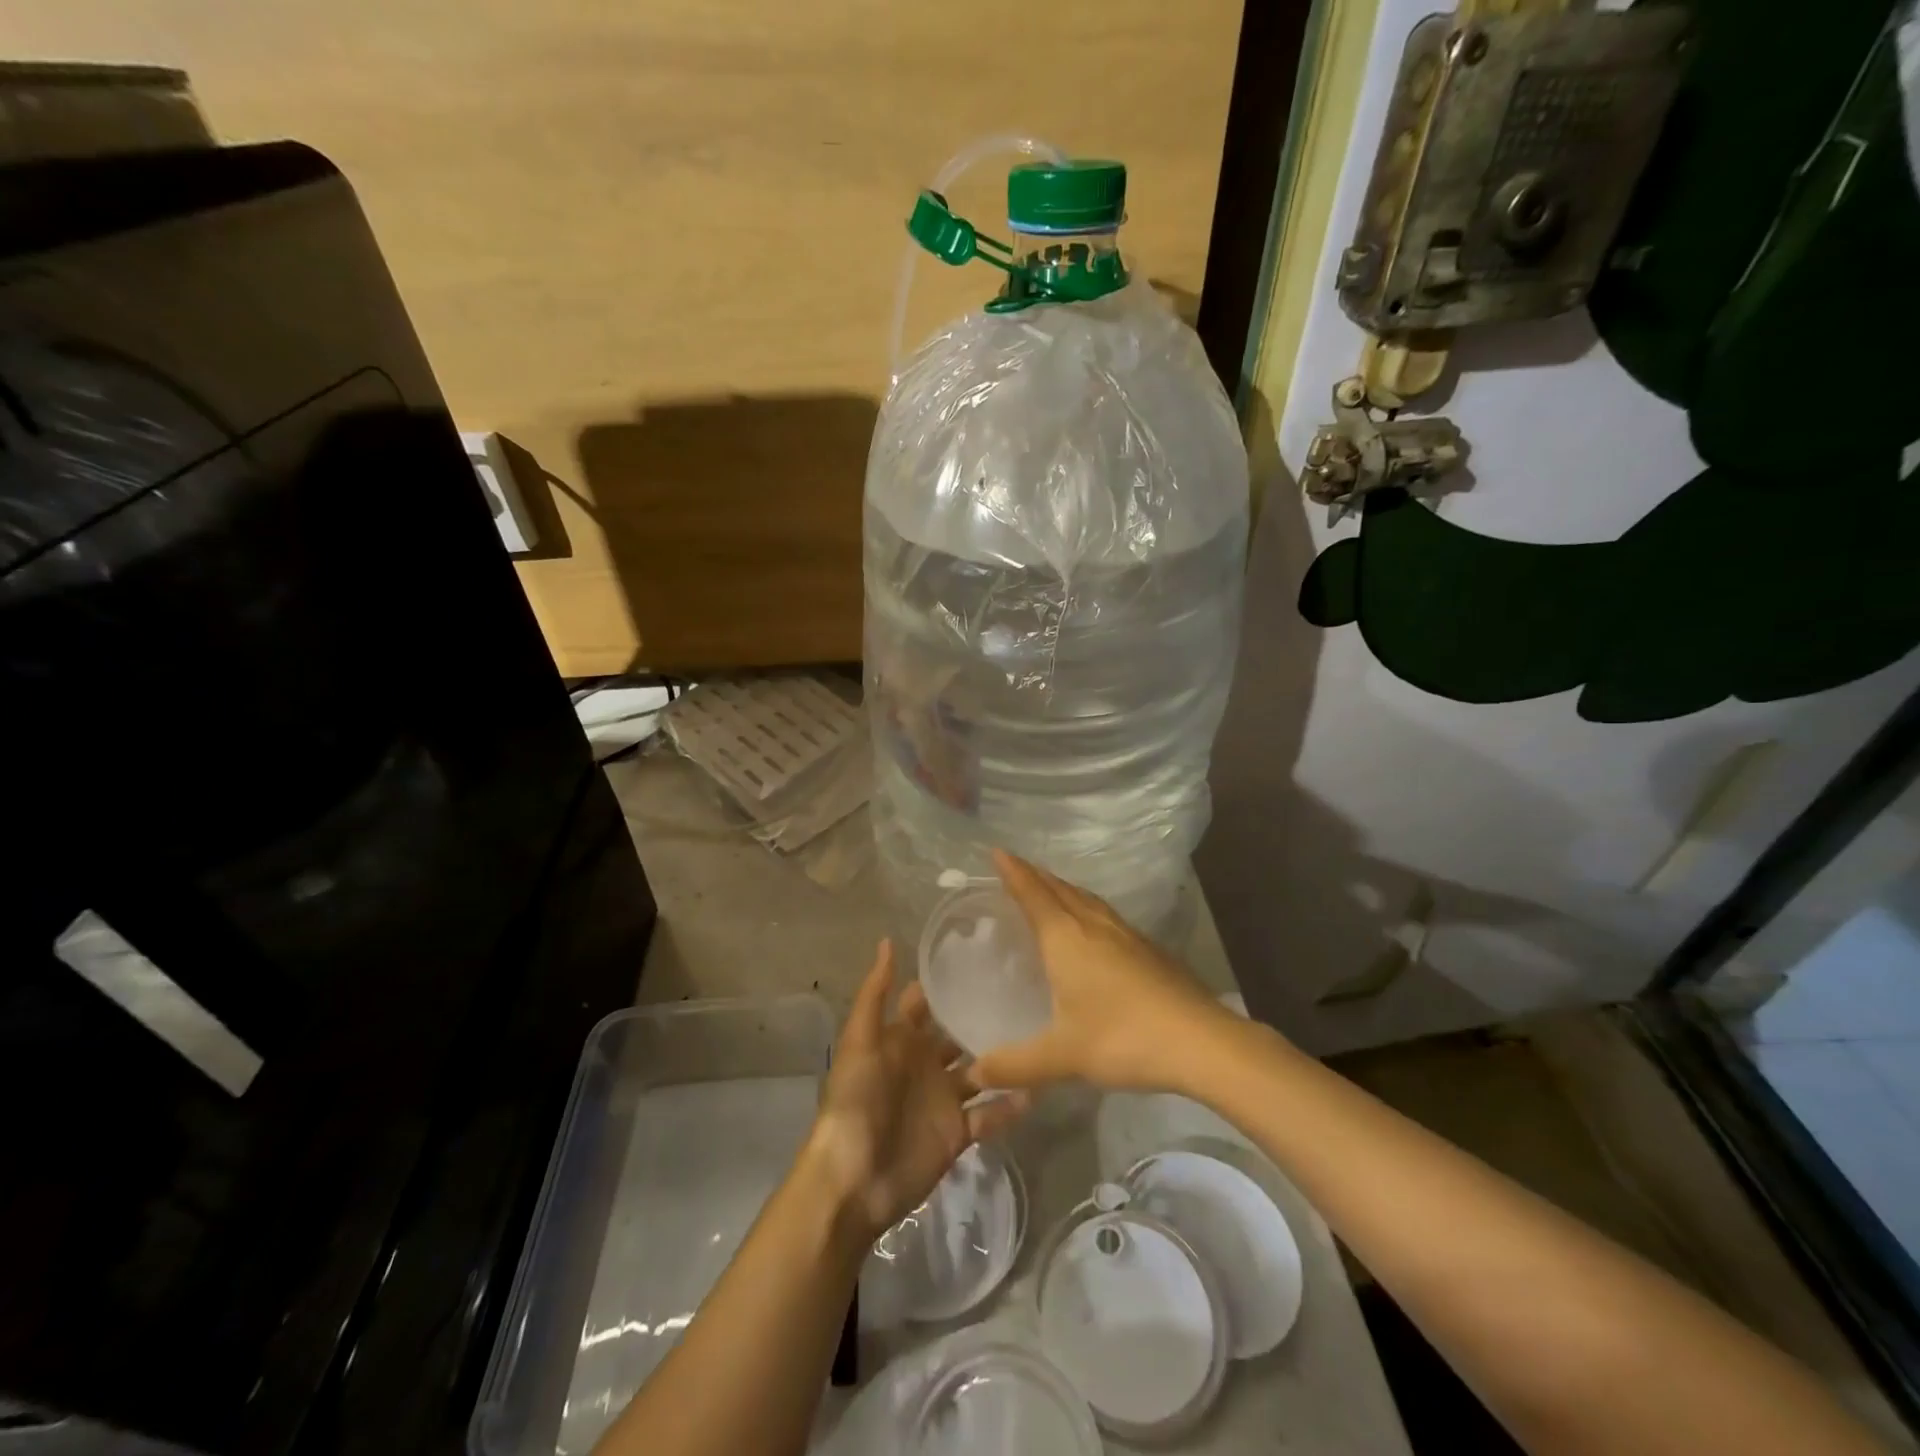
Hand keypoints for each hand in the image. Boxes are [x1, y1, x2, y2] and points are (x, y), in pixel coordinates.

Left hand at [804, 940, 1026, 1244]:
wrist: (854, 1180)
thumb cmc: (855, 1101)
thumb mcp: (859, 1041)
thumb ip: (875, 993)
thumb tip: (888, 940)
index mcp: (900, 1040)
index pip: (925, 1002)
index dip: (946, 981)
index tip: (983, 953)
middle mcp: (924, 1064)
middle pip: (957, 1034)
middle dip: (982, 1015)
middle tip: (1025, 988)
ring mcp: (943, 1099)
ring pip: (980, 1071)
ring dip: (1003, 1057)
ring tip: (1042, 1032)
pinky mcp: (958, 1132)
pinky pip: (989, 1114)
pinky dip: (1010, 1104)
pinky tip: (1037, 1087)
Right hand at [967, 849, 1237, 1094]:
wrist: (1201, 1041)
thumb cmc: (1123, 1038)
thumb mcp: (1062, 1056)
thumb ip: (1015, 1065)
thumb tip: (973, 1075)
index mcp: (1066, 939)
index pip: (1033, 894)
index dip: (1014, 872)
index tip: (998, 851)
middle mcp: (1094, 926)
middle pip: (1060, 889)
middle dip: (1035, 875)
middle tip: (1016, 867)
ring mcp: (1127, 935)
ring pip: (1087, 899)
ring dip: (1063, 888)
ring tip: (1050, 889)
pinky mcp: (1150, 949)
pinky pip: (1106, 914)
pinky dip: (1087, 907)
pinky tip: (1093, 927)